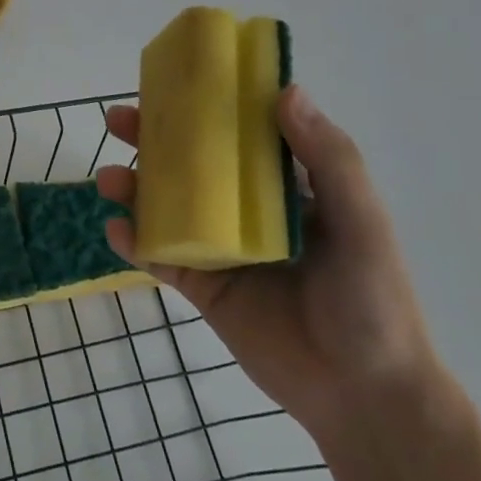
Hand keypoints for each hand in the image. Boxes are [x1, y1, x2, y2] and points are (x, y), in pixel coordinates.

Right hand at [97, 84, 442, 441]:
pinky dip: (134, 241)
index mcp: (285, 186)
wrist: (364, 397)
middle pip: (190, 163)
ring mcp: (221, 247)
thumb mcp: (361, 222)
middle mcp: (247, 209)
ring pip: (166, 205)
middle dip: (152, 140)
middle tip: (118, 122)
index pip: (238, 132)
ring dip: (134, 188)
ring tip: (109, 181)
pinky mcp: (204, 286)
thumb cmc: (372, 300)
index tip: (169, 82)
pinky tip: (117, 231)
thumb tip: (286, 90)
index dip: (203, 105)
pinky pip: (160, 256)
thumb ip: (330, 159)